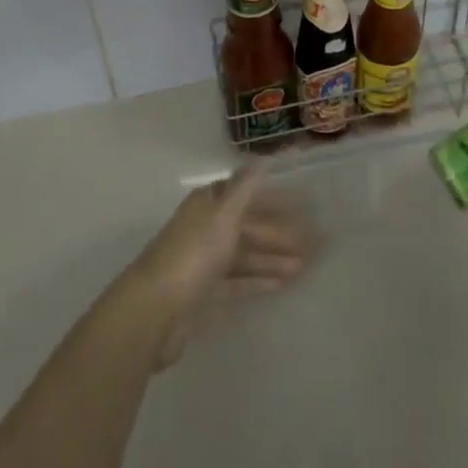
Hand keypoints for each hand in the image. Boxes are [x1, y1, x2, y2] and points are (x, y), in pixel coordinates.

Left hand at [125, 167, 316, 368]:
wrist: (153, 312)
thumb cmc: (193, 254)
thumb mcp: (224, 214)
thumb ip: (246, 186)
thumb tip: (265, 156)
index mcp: (208, 203)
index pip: (248, 194)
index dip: (275, 199)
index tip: (304, 206)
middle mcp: (205, 227)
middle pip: (249, 226)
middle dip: (280, 233)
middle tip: (314, 243)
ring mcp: (203, 261)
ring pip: (245, 255)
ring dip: (274, 258)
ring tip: (305, 265)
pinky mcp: (202, 293)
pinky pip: (238, 281)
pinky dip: (259, 280)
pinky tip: (283, 283)